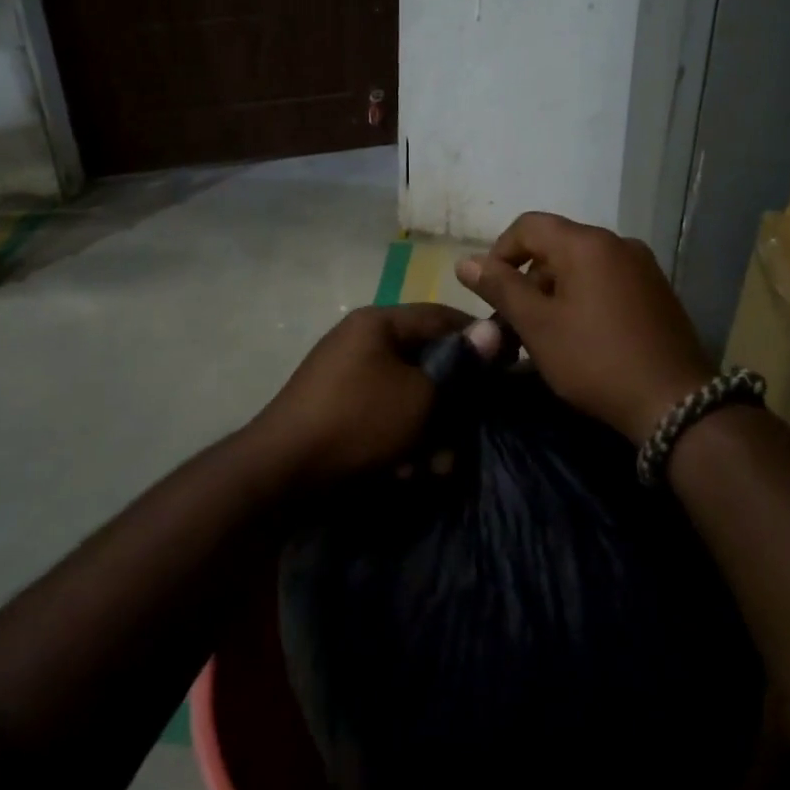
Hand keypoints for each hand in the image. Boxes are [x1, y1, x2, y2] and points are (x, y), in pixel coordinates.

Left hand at [250, 303, 474, 483]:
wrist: (281, 474)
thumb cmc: (359, 422)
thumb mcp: (420, 396)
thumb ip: (460, 365)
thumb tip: (494, 329)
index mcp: (378, 323)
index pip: (441, 316)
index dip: (478, 338)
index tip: (508, 364)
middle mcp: (361, 343)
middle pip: (426, 361)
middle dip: (450, 403)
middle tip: (468, 432)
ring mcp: (346, 378)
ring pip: (407, 397)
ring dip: (427, 431)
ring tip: (432, 467)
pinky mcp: (338, 411)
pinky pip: (383, 417)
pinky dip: (399, 442)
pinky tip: (403, 473)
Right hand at [456, 212, 714, 442]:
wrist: (675, 403)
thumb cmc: (595, 360)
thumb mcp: (538, 326)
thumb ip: (500, 288)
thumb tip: (465, 261)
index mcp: (586, 244)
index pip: (528, 225)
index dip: (499, 252)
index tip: (489, 292)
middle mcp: (617, 243)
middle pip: (556, 245)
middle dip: (527, 278)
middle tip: (513, 322)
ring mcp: (642, 266)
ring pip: (581, 265)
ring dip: (554, 291)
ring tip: (543, 334)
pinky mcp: (656, 291)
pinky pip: (607, 281)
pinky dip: (583, 298)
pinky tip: (580, 336)